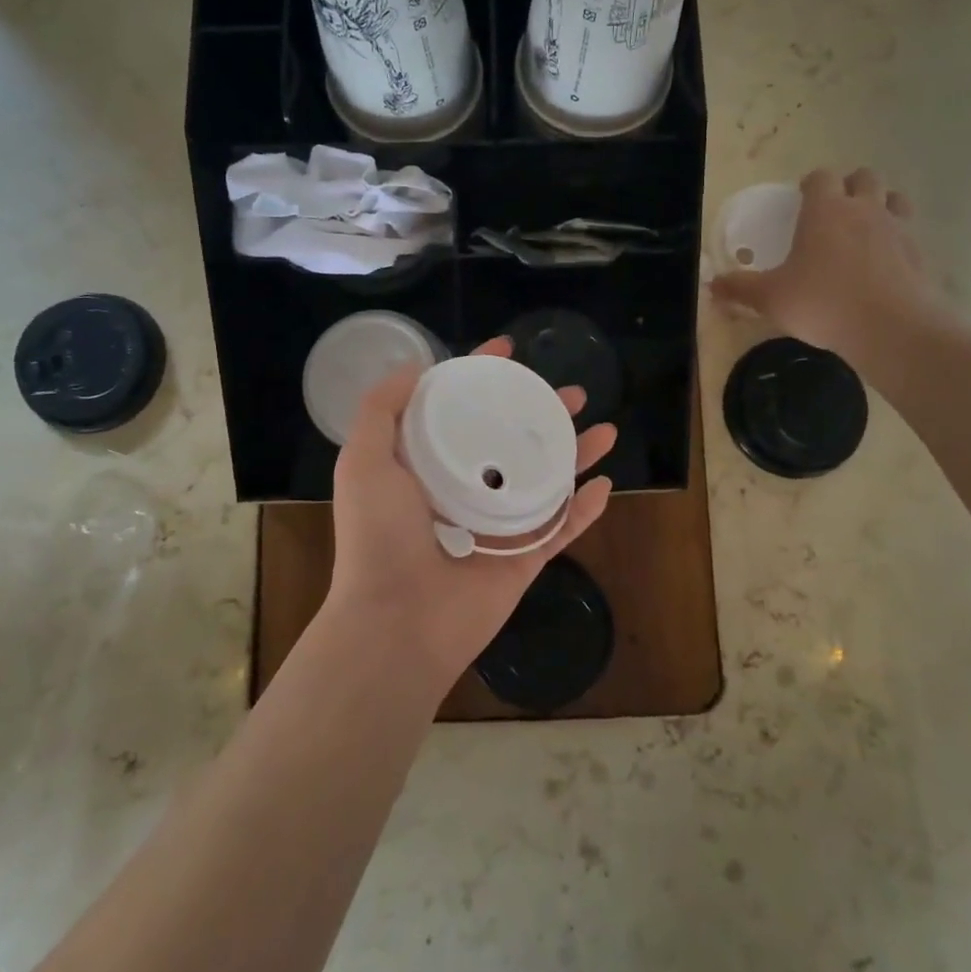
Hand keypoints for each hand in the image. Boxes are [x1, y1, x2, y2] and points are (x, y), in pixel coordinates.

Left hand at [325, 337, 615, 697]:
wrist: (398, 621)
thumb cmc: (380, 535)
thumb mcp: (364, 460)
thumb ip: (382, 409)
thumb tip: (415, 367)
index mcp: (427, 466)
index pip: (461, 409)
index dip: (484, 378)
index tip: (509, 350)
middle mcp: (464, 489)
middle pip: (513, 440)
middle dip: (543, 414)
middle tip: (573, 393)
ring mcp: (497, 525)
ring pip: (545, 480)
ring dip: (576, 454)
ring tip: (605, 430)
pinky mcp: (522, 559)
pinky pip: (561, 529)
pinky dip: (584, 510)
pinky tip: (606, 485)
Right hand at [711, 167, 947, 383]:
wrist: (892, 328)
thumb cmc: (823, 303)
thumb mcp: (771, 298)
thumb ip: (740, 288)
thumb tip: (711, 285)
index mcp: (826, 210)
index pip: (820, 177)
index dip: (810, 184)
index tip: (800, 199)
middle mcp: (864, 209)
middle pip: (864, 177)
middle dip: (849, 187)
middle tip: (834, 212)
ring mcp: (897, 229)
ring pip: (893, 199)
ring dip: (880, 205)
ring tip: (863, 230)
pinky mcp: (920, 254)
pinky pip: (909, 233)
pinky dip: (896, 240)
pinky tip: (883, 265)